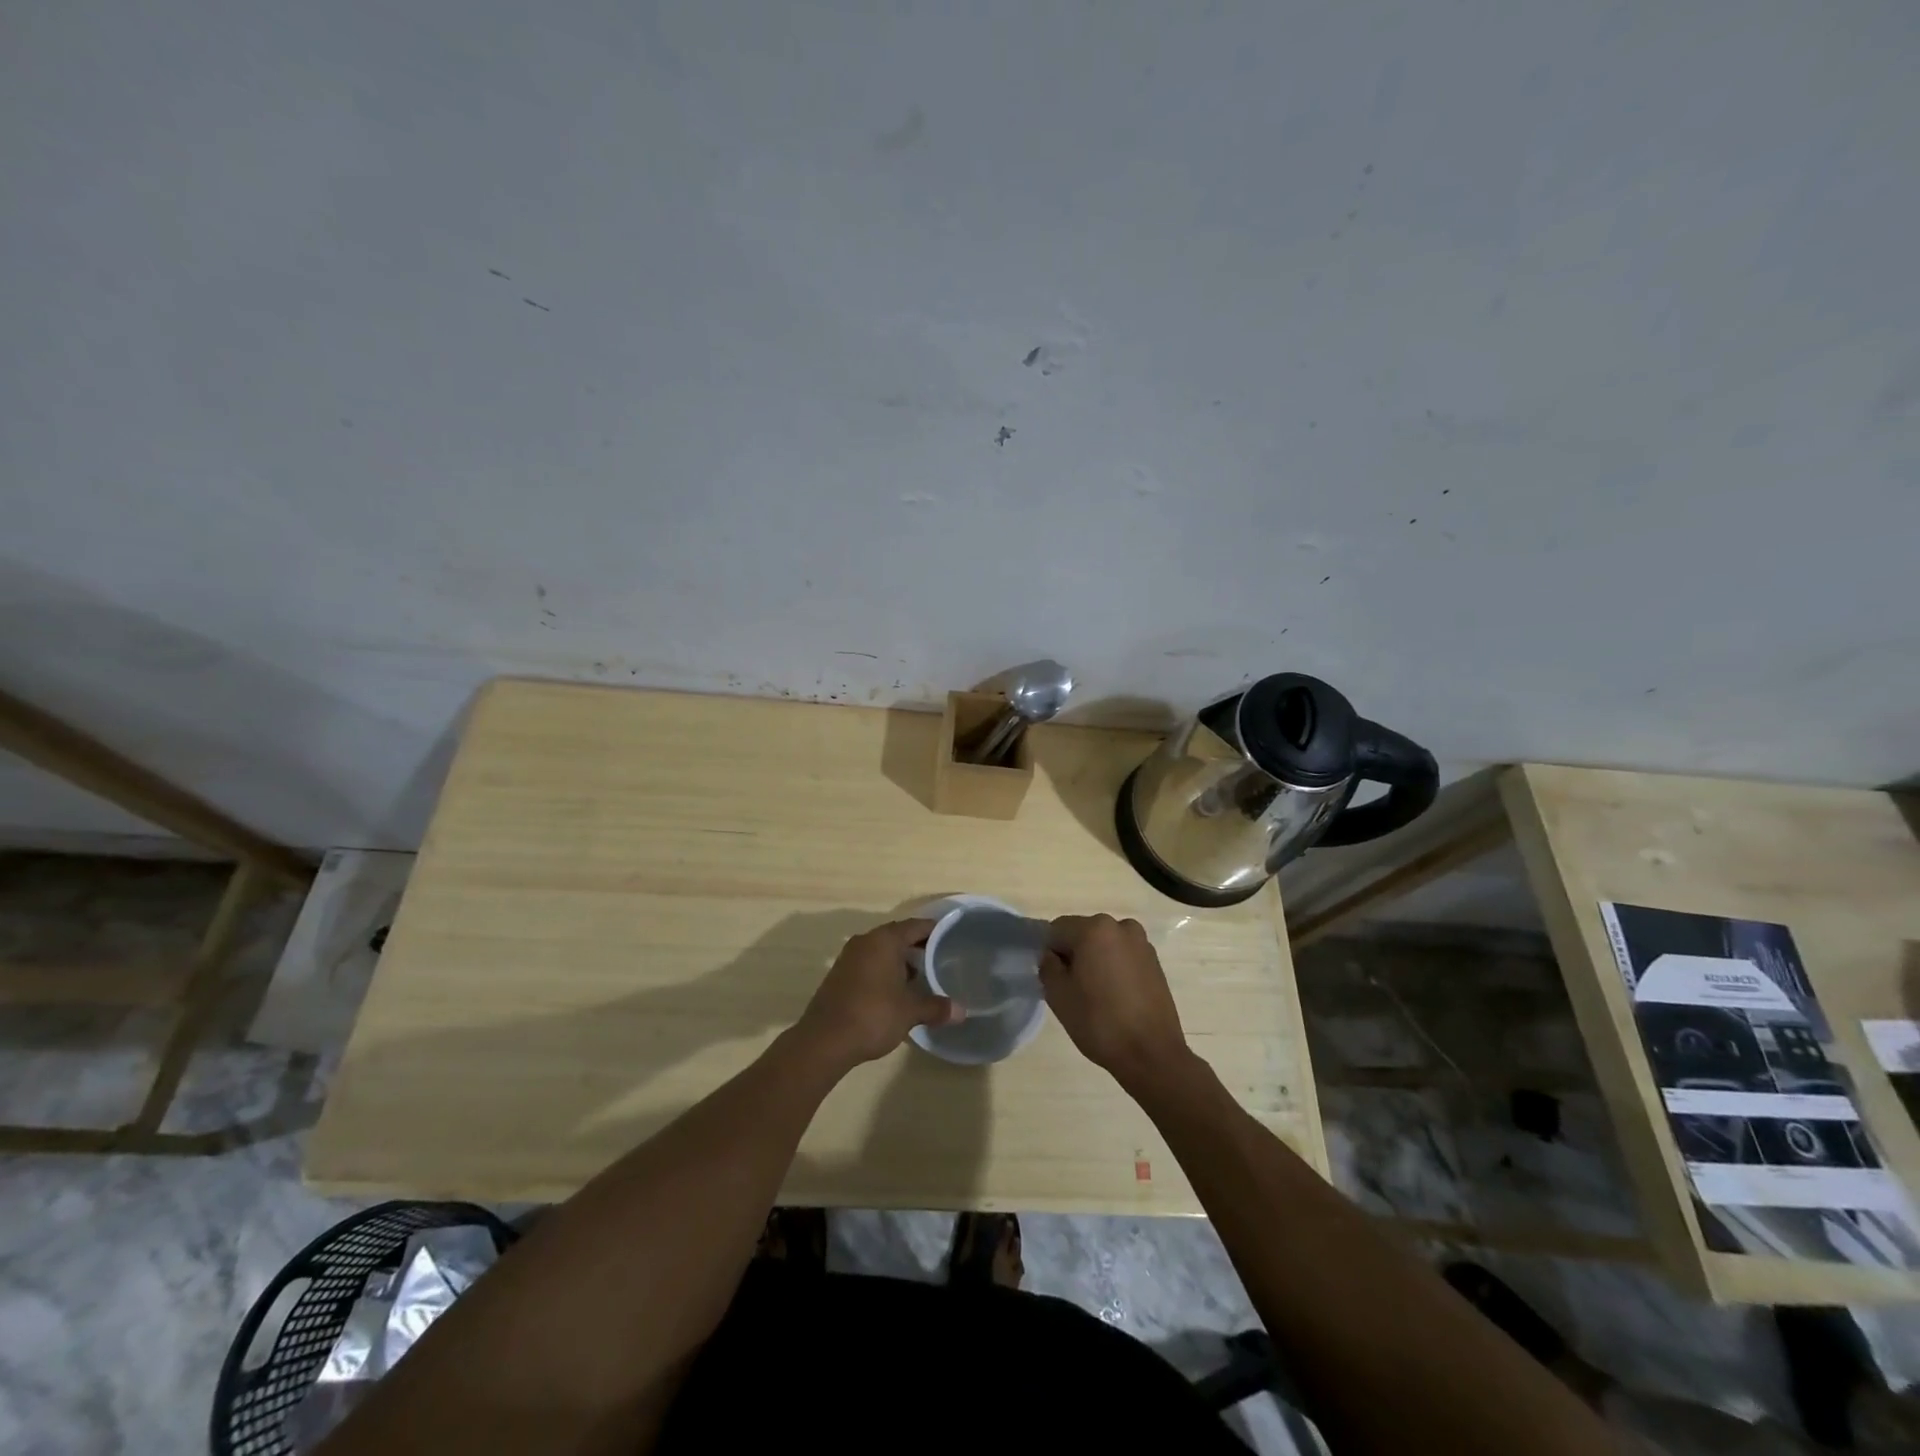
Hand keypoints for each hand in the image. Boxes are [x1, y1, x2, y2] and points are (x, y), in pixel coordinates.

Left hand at [796, 918, 960, 1070]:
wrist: (824, 1040)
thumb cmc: (873, 1015)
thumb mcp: (910, 1012)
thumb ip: (936, 1007)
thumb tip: (961, 1011)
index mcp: (884, 941)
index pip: (915, 926)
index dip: (933, 931)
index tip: (950, 938)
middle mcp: (865, 941)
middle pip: (897, 936)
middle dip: (917, 947)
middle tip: (939, 959)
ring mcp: (849, 957)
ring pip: (881, 951)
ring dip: (899, 961)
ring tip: (920, 978)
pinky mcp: (839, 975)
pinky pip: (868, 964)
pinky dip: (884, 972)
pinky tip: (895, 992)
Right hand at [1040, 914, 1191, 1088]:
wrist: (1151, 1054)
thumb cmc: (1099, 1022)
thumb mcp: (1058, 996)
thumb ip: (1047, 967)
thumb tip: (1052, 956)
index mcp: (1095, 929)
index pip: (1056, 930)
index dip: (1049, 953)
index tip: (1053, 979)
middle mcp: (1121, 926)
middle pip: (1083, 933)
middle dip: (1073, 955)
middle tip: (1072, 988)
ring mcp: (1142, 943)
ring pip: (1104, 945)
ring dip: (1095, 960)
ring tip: (1096, 994)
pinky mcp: (1155, 962)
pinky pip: (1123, 956)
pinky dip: (1114, 968)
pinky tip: (1116, 997)